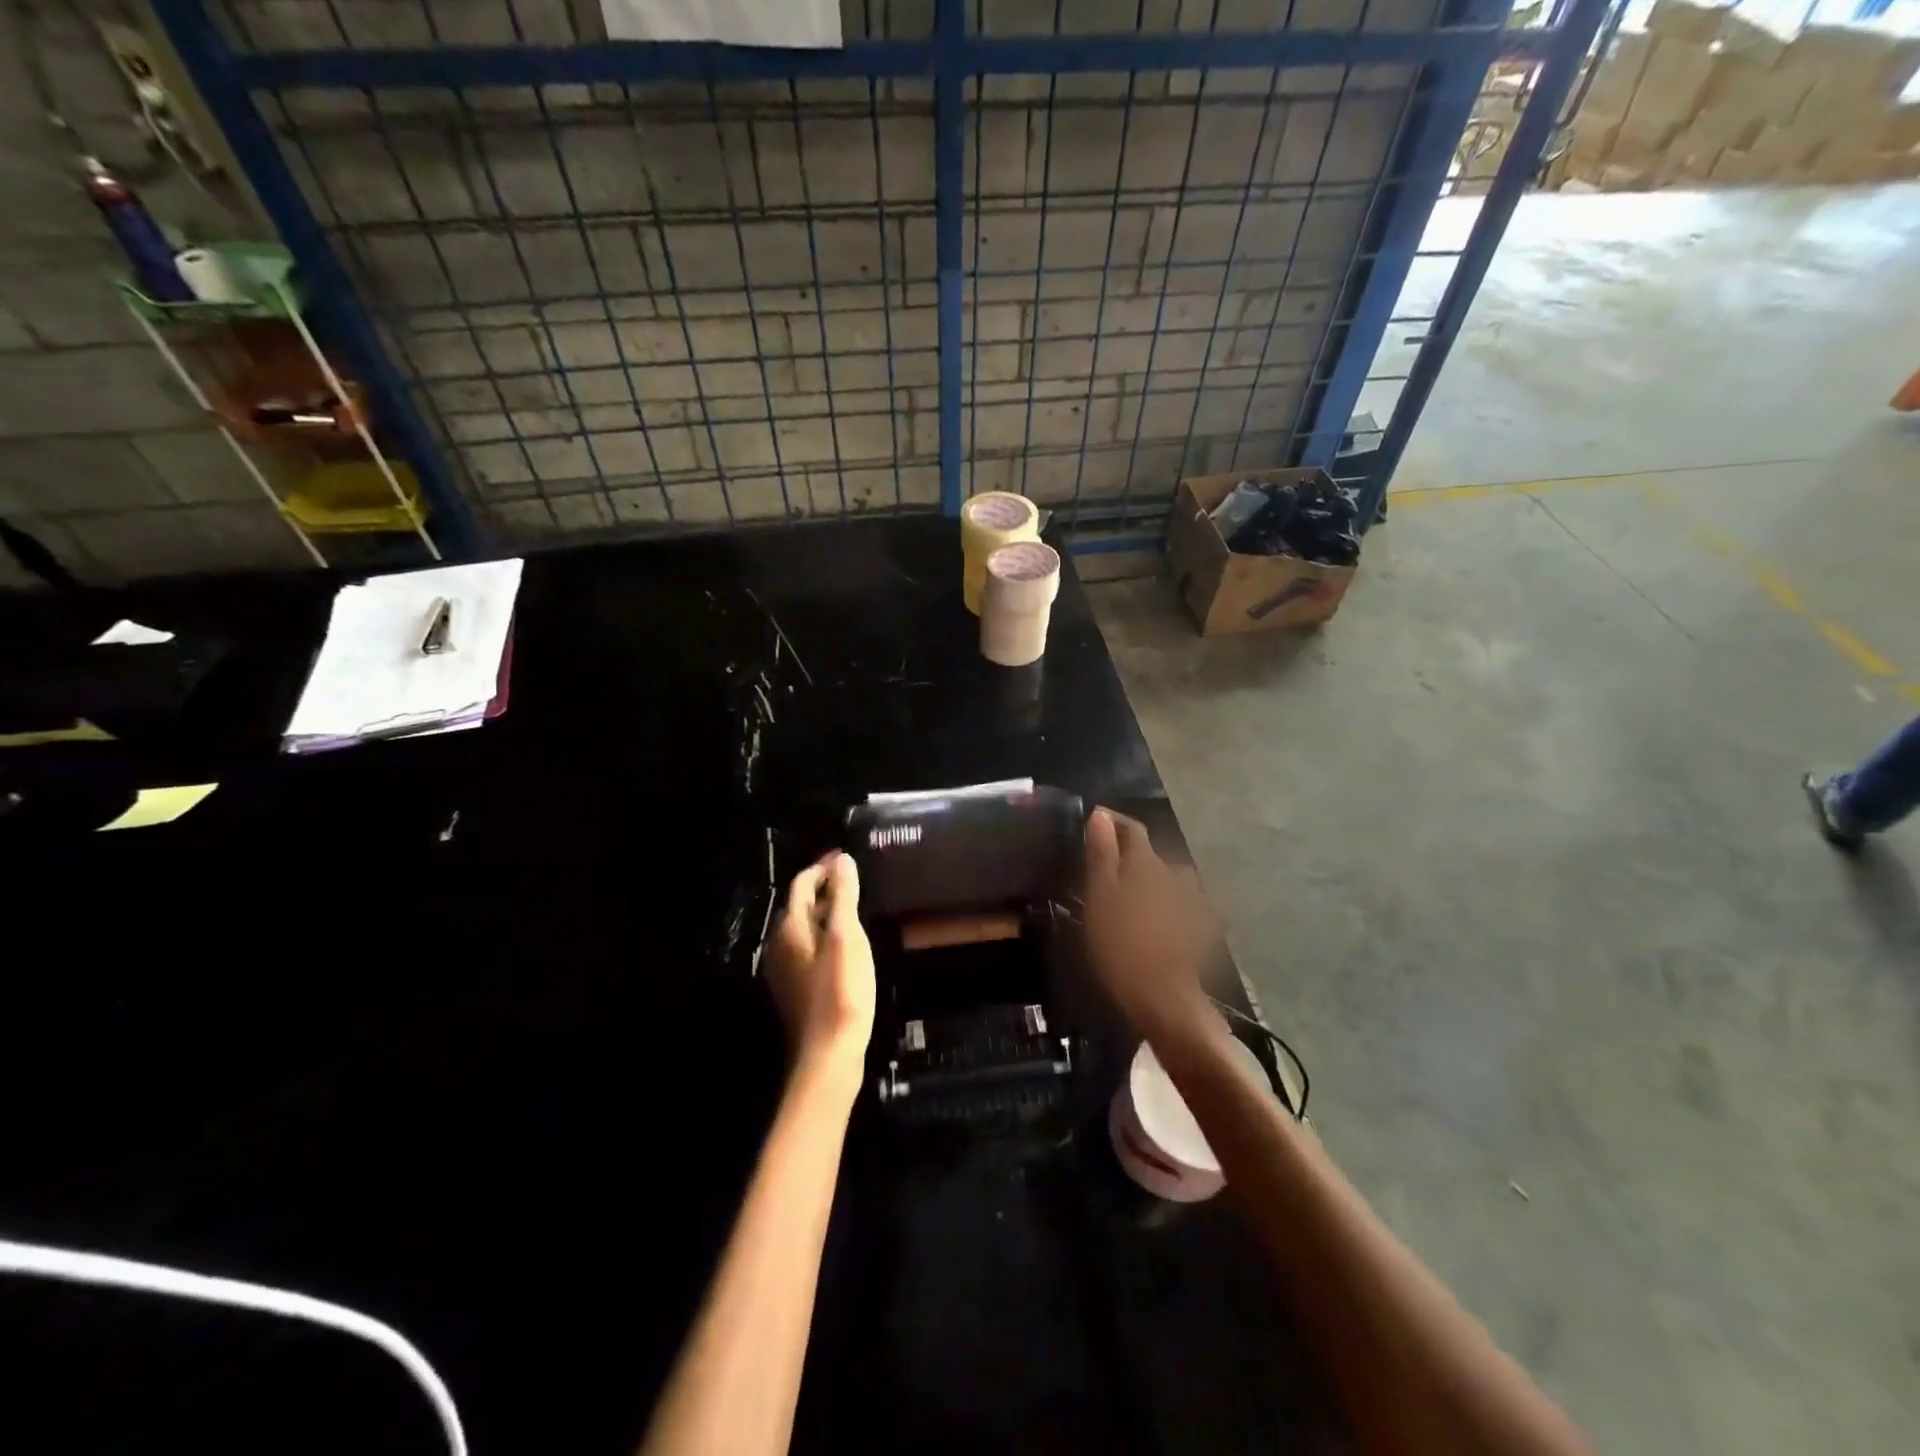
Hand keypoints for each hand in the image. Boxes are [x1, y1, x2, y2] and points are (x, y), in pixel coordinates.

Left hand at [765, 852, 876, 1077]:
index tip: (843, 858)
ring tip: (854, 907)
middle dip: (824, 889)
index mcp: (790, 929)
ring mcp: (785, 971)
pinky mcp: (797, 990)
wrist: (829, 1055)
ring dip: (826, 913)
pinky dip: (826, 936)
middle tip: (852, 880)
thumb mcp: (847, 937)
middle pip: (800, 907)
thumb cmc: (841, 990)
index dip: (822, 868)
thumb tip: (841, 861)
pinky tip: (846, 945)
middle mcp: (780, 946)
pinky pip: (809, 950)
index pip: (801, 885)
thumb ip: (844, 896)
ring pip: (805, 930)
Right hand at [1083, 808, 1216, 1035]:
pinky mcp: (1201, 927)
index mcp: (1147, 864)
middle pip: (1151, 854)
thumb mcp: (1100, 899)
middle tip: (1105, 865)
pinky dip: (1170, 904)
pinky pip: (1184, 904)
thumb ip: (1101, 855)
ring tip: (1133, 893)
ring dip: (1152, 879)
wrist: (1165, 997)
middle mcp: (1174, 874)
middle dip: (1130, 853)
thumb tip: (1100, 815)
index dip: (1113, 821)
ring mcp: (1192, 901)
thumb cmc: (1122, 946)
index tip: (1093, 819)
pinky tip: (1162, 917)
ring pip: (1169, 878)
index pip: (1132, 829)